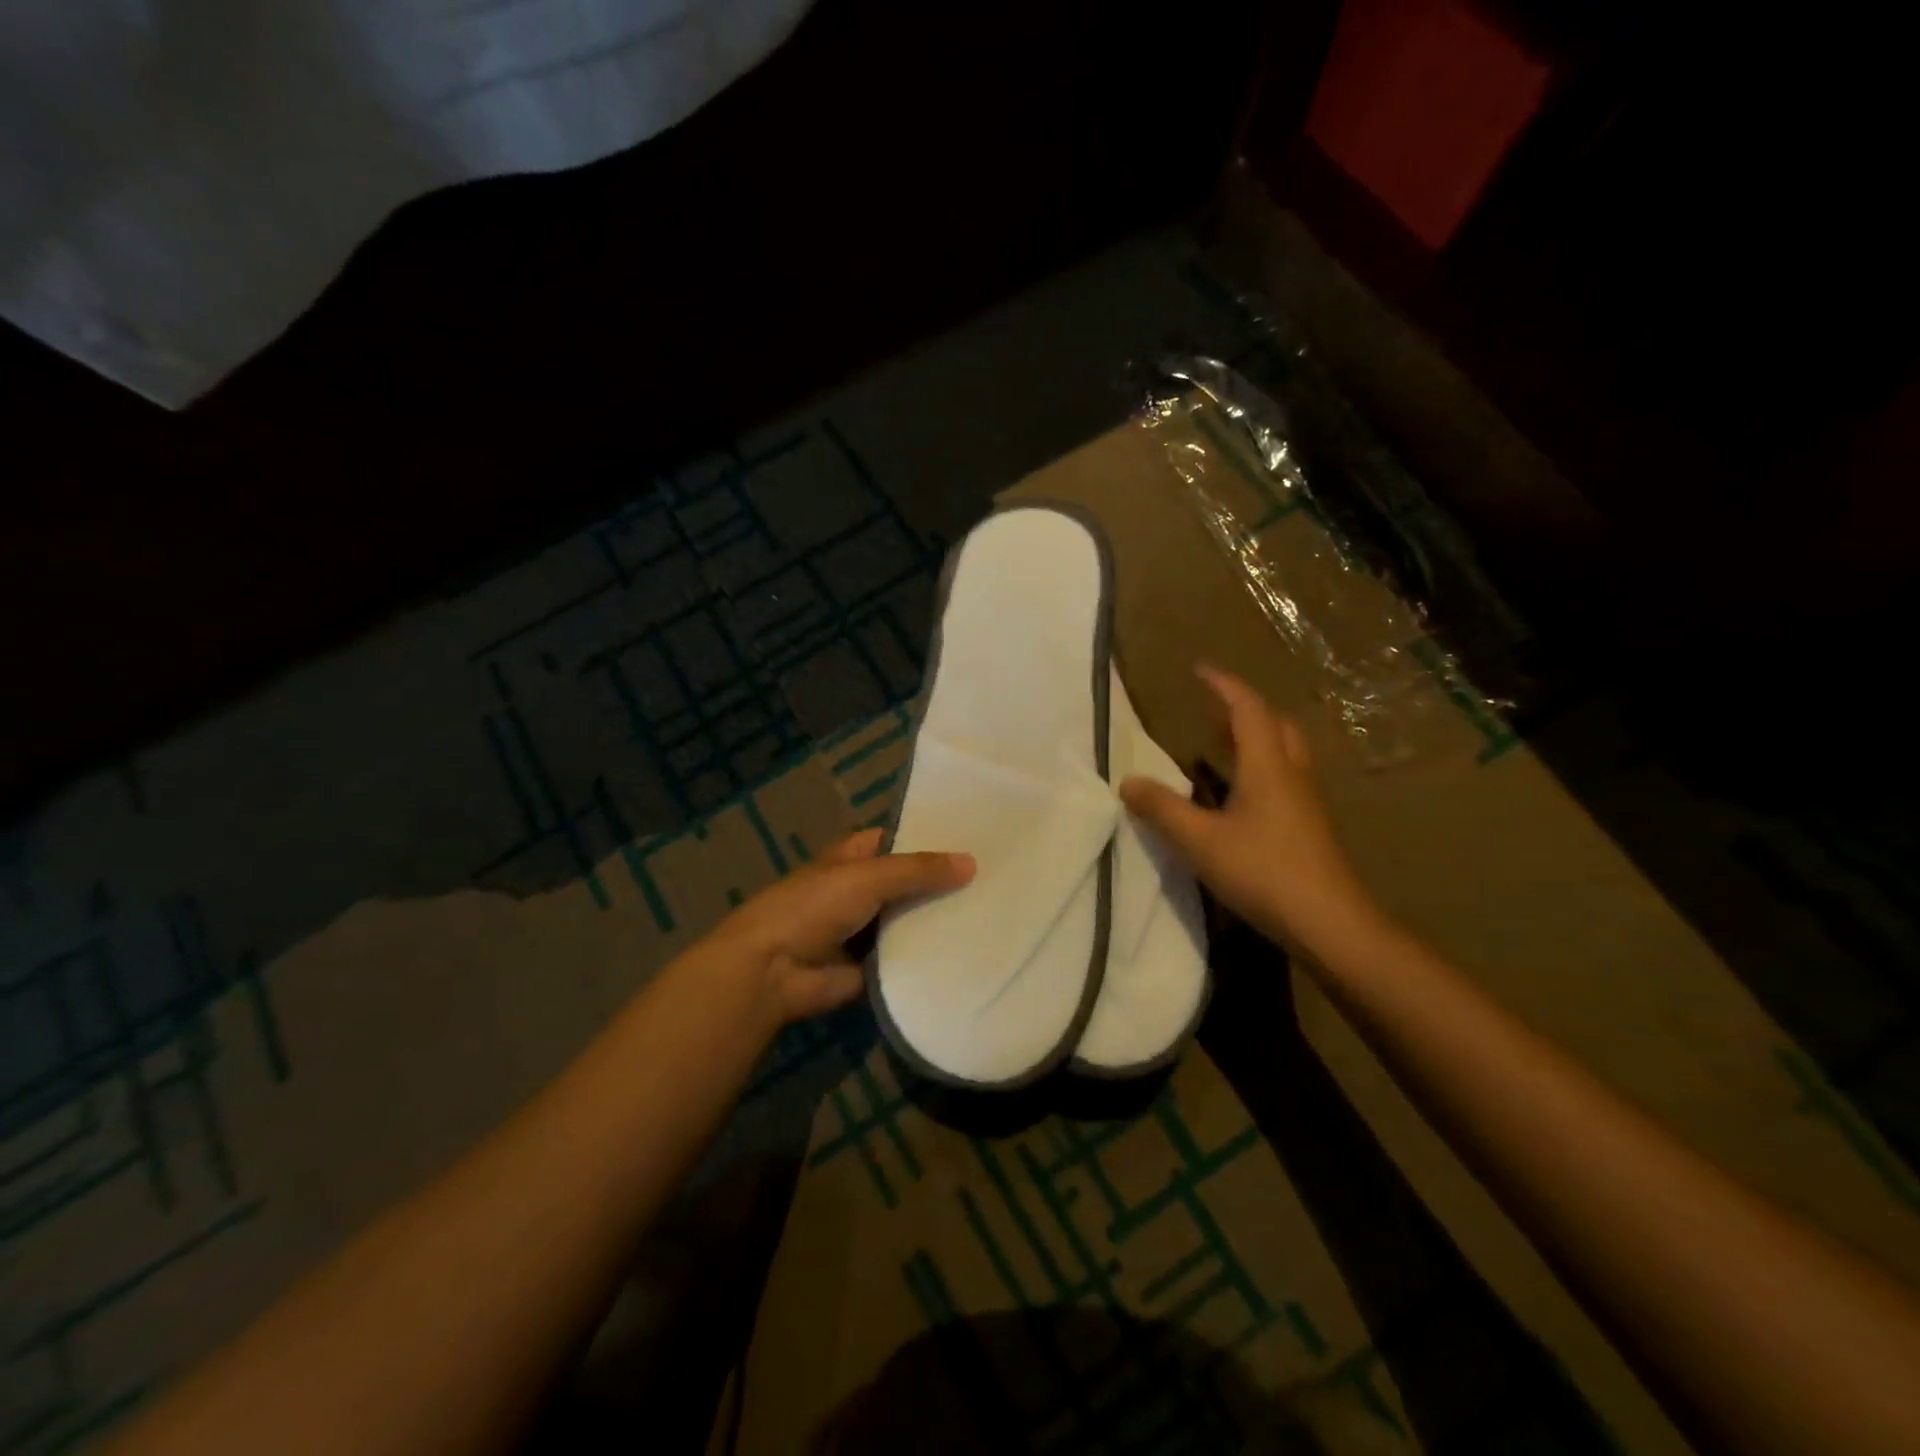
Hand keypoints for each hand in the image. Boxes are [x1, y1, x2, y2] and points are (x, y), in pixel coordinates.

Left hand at [698, 829, 974, 1026]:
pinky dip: (932, 956)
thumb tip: (972, 862)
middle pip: (909, 882)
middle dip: (944, 882)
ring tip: (997, 914)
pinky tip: (975, 951)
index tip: (975, 839)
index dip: (930, 838)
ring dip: (942, 920)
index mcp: (852, 858)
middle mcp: (861, 890)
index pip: (897, 840)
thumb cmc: (813, 907)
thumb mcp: (868, 877)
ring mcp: (867, 930)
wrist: (772, 971)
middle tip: (999, 879)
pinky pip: (909, 957)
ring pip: (912, 920)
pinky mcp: (873, 967)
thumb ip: (918, 870)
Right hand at [1119, 665, 1378, 954]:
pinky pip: (1286, 774)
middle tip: (1212, 706)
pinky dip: (1262, 763)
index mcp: (1268, 765)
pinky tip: (1242, 790)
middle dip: (1244, 707)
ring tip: (1222, 740)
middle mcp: (1292, 773)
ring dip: (1256, 734)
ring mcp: (1307, 800)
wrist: (1330, 923)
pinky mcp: (1310, 825)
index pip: (1247, 709)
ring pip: (1285, 749)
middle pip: (1275, 723)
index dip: (1223, 685)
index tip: (1199, 669)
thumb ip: (1162, 809)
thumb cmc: (1264, 872)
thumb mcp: (1201, 841)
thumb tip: (1127, 782)